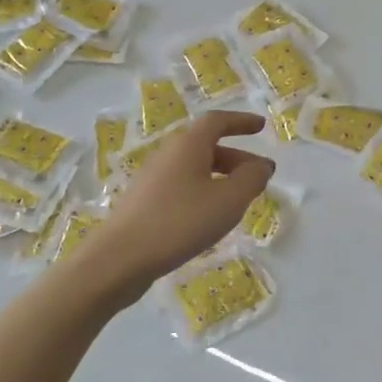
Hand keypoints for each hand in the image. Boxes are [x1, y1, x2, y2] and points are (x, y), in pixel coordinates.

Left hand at [88, 110, 275, 296]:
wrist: (119, 259)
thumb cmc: (180, 222)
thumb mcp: (228, 201)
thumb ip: (251, 179)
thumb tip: (262, 165)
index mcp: (188, 145)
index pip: (217, 121)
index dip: (241, 122)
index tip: (261, 127)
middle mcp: (167, 155)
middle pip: (206, 146)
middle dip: (237, 157)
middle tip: (260, 175)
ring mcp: (152, 180)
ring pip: (194, 169)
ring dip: (221, 177)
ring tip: (240, 200)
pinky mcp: (144, 203)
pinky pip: (182, 187)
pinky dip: (203, 192)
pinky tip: (210, 218)